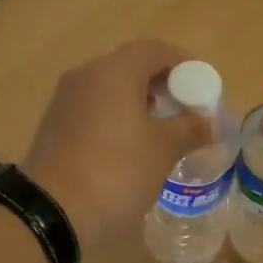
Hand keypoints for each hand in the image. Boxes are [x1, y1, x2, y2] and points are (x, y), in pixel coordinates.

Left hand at [24, 40, 210, 251]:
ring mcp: (65, 100)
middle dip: (162, 83)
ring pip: (110, 88)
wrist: (52, 212)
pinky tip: (131, 145)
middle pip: (131, 66)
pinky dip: (117, 116)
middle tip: (186, 108)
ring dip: (139, 101)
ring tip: (163, 129)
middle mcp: (86, 75)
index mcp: (114, 70)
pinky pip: (94, 108)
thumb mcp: (163, 149)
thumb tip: (210, 123)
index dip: (184, 64)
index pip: (155, 50)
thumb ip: (190, 128)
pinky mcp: (55, 125)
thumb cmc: (117, 170)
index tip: (203, 87)